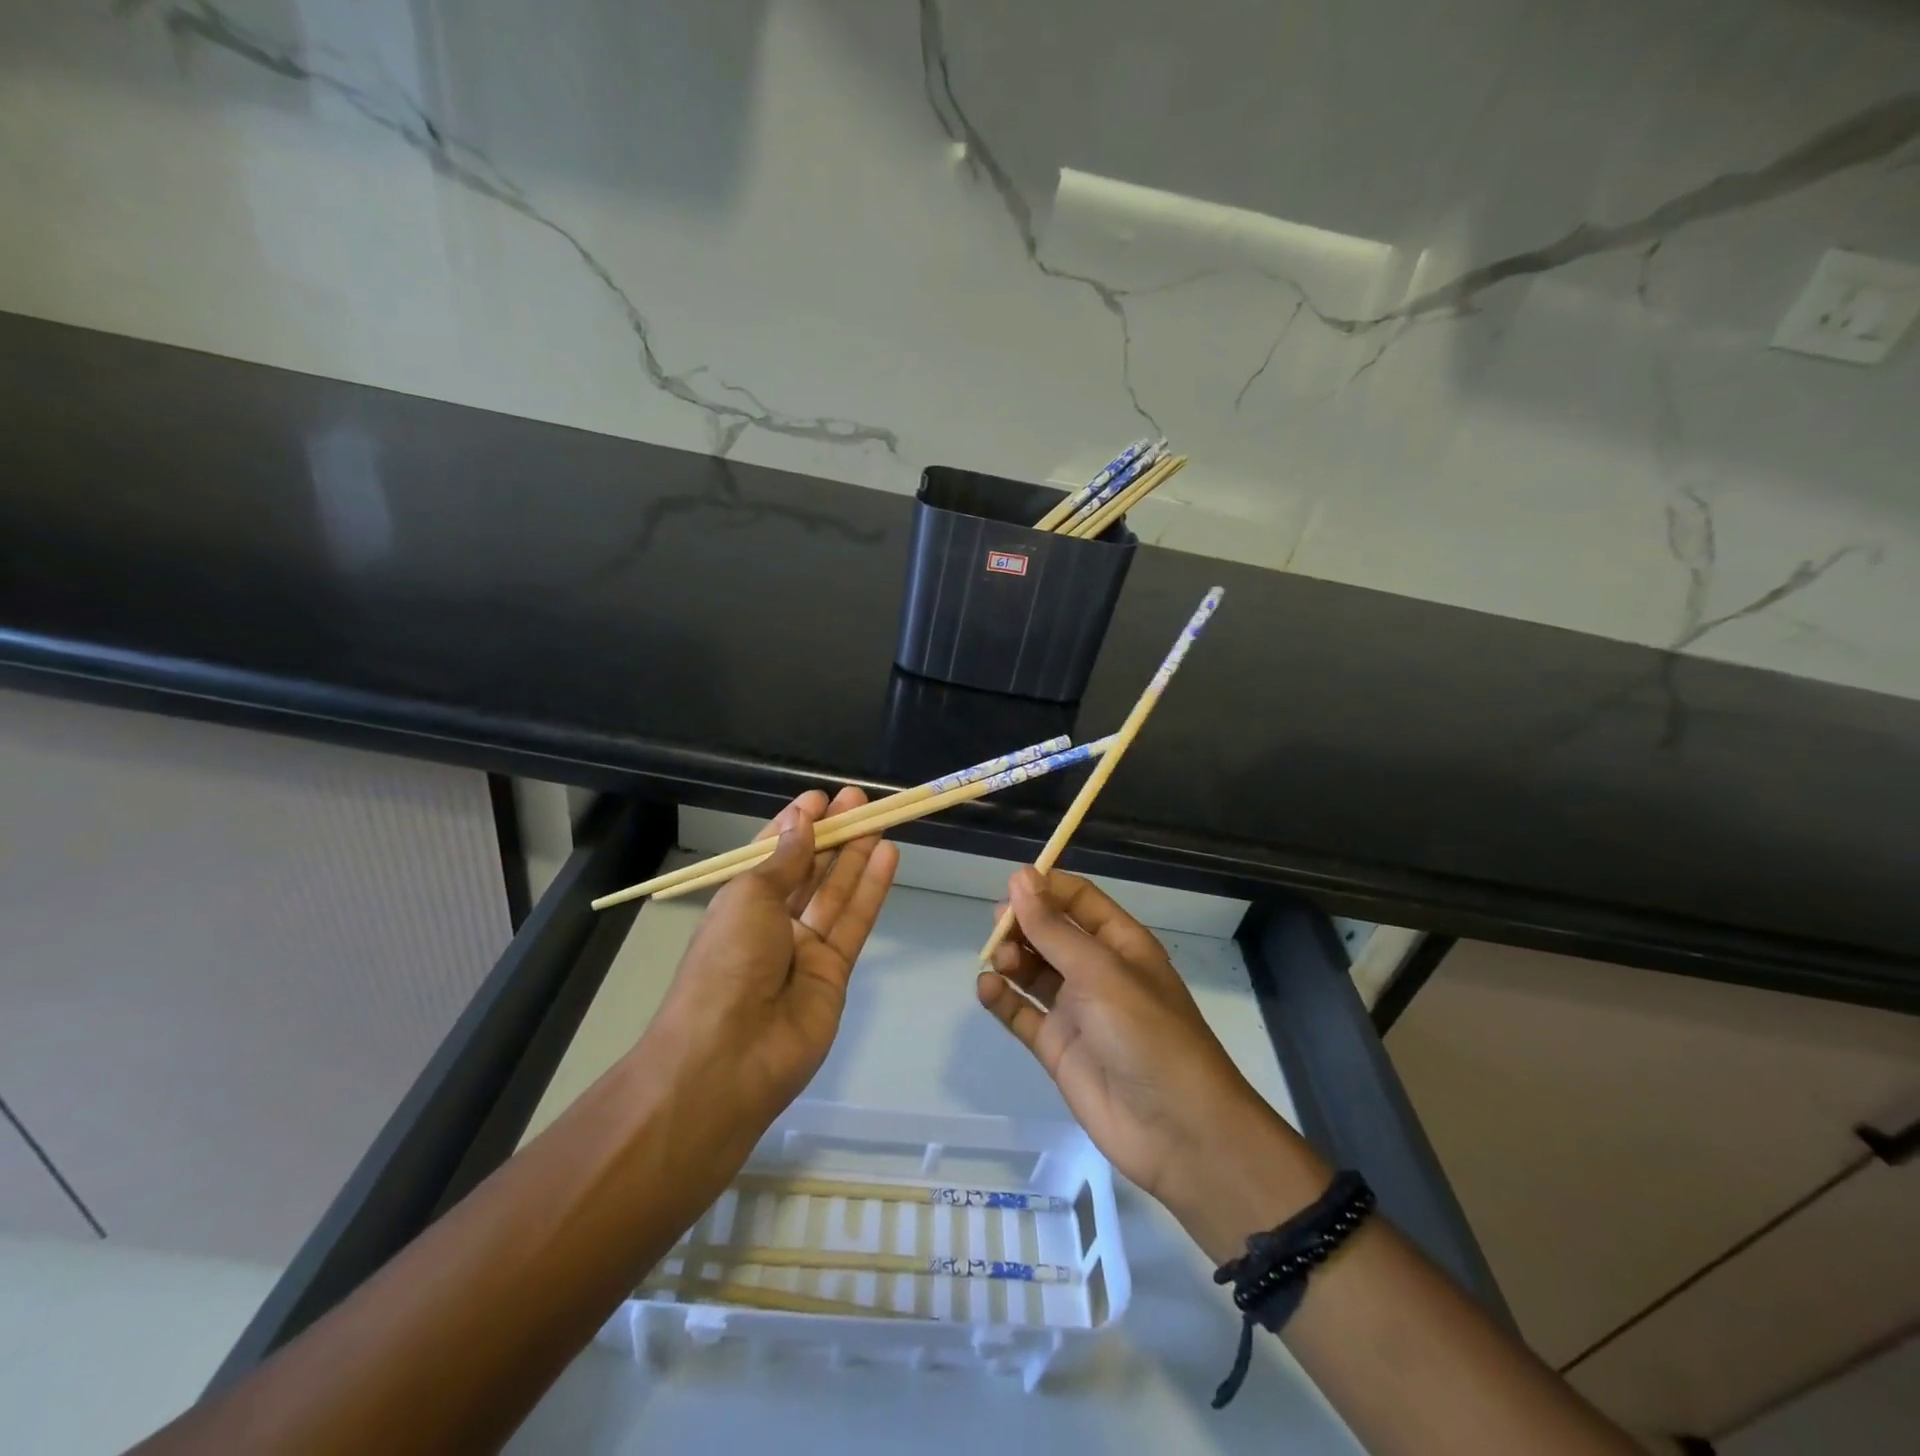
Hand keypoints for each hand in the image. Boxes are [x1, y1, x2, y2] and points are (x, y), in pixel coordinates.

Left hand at [648, 788, 897, 1126]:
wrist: (728, 1058)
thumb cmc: (727, 963)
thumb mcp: (749, 898)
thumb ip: (784, 861)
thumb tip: (801, 823)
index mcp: (739, 903)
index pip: (772, 854)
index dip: (796, 825)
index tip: (820, 798)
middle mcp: (772, 923)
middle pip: (808, 870)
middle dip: (832, 834)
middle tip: (859, 800)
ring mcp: (804, 949)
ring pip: (836, 892)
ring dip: (857, 855)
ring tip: (880, 818)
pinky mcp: (835, 972)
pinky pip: (855, 922)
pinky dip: (871, 889)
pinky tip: (888, 856)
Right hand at [978, 868, 1328, 1259]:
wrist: (1177, 1131)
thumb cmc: (1146, 1034)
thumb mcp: (1100, 972)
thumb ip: (1054, 928)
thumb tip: (1020, 878)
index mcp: (1120, 943)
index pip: (1078, 900)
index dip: (1045, 888)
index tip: (1010, 886)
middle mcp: (1097, 971)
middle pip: (1051, 932)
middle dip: (1022, 924)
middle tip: (997, 928)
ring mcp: (1076, 1010)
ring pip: (1033, 970)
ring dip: (1012, 959)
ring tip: (1000, 963)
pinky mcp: (1057, 1047)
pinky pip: (1023, 1013)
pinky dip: (1003, 998)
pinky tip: (988, 989)